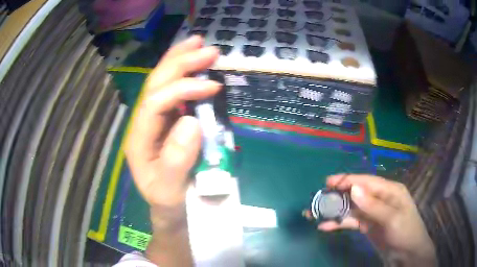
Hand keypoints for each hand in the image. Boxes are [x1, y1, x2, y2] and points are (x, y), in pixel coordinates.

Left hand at [125, 36, 219, 265]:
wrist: (172, 209)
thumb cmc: (170, 202)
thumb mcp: (170, 191)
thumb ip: (176, 161)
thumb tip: (192, 122)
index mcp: (138, 139)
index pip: (155, 103)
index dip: (182, 90)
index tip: (213, 86)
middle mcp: (144, 124)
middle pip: (156, 85)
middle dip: (180, 63)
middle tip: (207, 48)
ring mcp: (156, 120)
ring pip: (162, 83)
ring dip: (180, 60)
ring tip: (198, 43)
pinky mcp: (169, 121)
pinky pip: (175, 92)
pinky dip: (186, 74)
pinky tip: (196, 64)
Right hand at [316, 174, 436, 265]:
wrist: (407, 254)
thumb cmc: (405, 232)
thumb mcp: (392, 218)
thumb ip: (373, 205)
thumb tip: (353, 188)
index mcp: (389, 190)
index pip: (366, 181)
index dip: (348, 180)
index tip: (328, 182)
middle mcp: (379, 198)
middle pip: (356, 193)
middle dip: (337, 195)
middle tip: (318, 198)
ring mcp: (372, 213)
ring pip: (351, 208)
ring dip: (334, 210)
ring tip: (315, 213)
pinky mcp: (367, 225)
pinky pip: (351, 221)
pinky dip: (338, 223)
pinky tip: (325, 227)